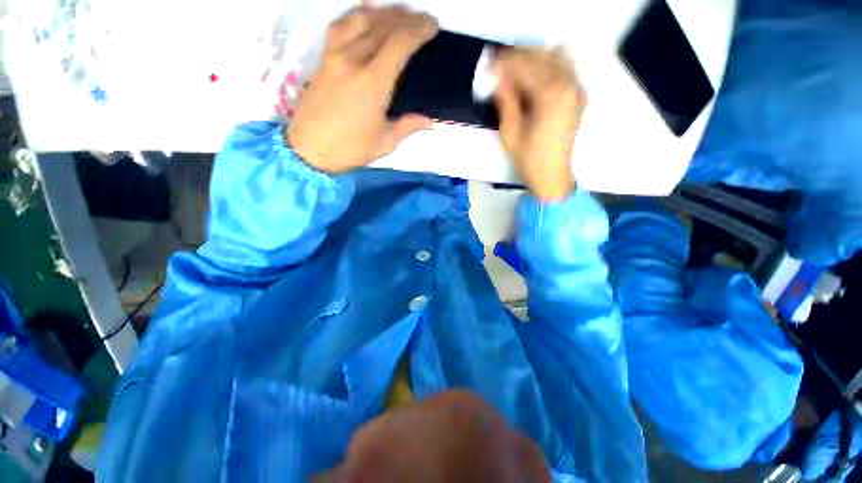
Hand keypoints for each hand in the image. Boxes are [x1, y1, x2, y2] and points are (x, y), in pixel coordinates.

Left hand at [287, 5, 438, 173]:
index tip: (432, 27)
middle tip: (423, 19)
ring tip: (401, 12)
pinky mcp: (323, 58)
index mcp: (372, 84)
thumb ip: (407, 126)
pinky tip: (367, 13)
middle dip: (407, 19)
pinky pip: (340, 26)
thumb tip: (430, 121)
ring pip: (361, 20)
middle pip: (383, 27)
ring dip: (384, 12)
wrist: (308, 149)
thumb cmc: (349, 150)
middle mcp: (352, 61)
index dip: (418, 32)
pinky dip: (356, 14)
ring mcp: (334, 56)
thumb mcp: (384, 143)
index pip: (398, 45)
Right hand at [494, 48, 586, 200]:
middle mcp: (568, 84)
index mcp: (550, 94)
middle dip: (518, 57)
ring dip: (533, 59)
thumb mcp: (510, 133)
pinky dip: (547, 67)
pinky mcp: (578, 95)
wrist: (552, 175)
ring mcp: (576, 88)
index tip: (489, 64)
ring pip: (555, 56)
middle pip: (541, 55)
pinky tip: (533, 80)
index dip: (504, 63)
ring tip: (514, 72)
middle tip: (498, 67)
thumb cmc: (529, 158)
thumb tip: (498, 78)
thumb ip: (506, 101)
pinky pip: (564, 68)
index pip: (524, 65)